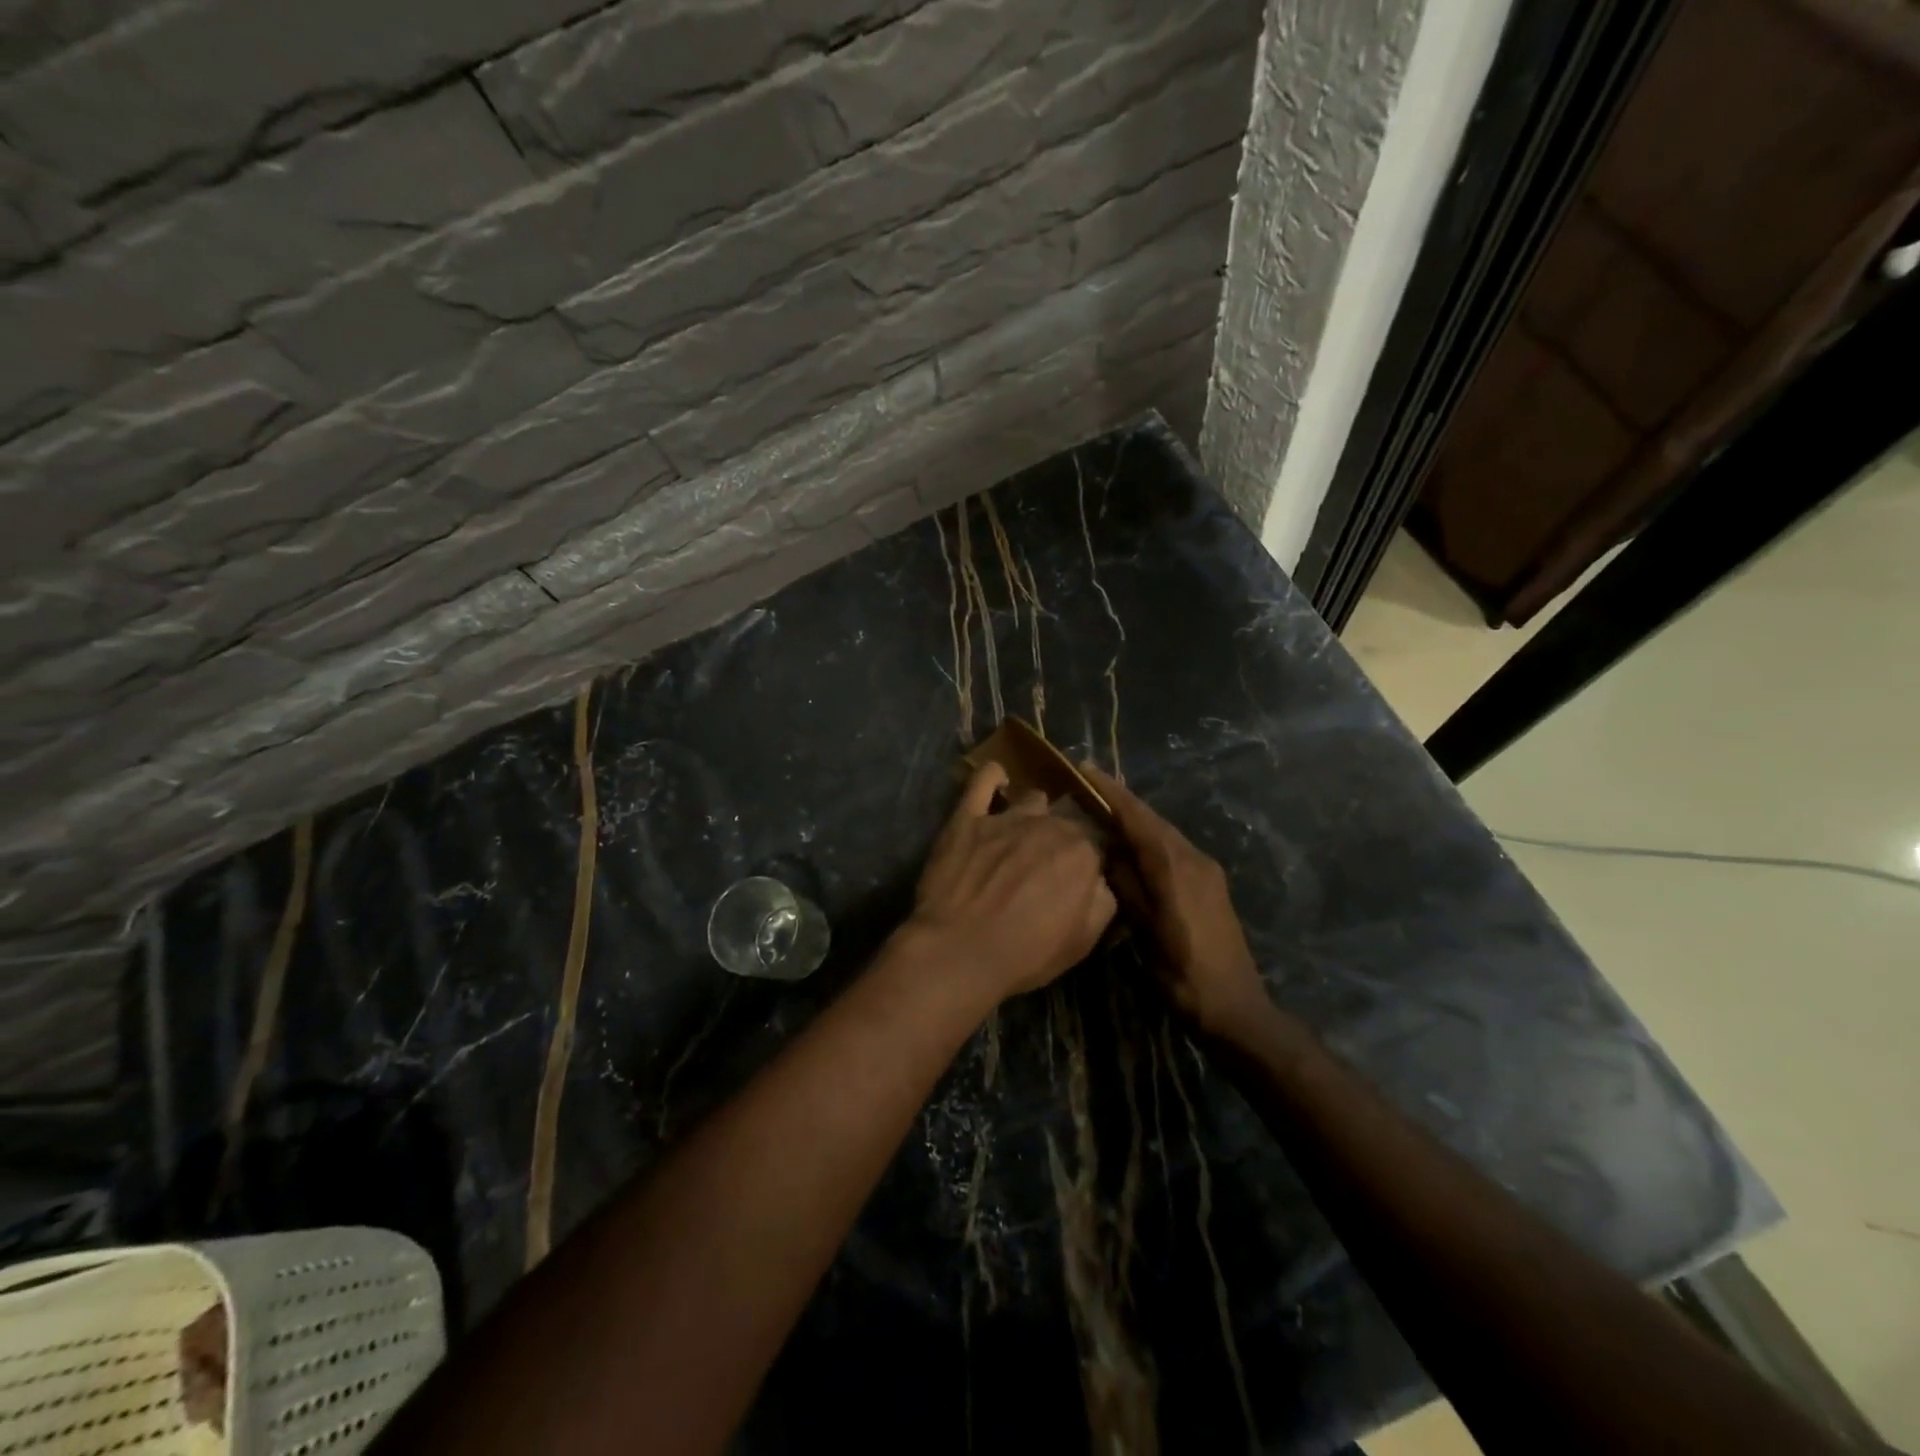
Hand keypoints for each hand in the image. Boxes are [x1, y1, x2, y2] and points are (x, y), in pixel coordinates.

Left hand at [905, 763, 1116, 1003]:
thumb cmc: (1025, 954)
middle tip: (1049, 866)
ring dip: (1033, 814)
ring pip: (1032, 799)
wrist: (957, 951)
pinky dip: (993, 776)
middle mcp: (1049, 825)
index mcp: (1083, 852)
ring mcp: (1006, 817)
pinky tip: (997, 781)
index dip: (1091, 861)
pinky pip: (983, 780)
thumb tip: (1102, 880)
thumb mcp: (1083, 941)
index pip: (1099, 843)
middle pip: (1066, 820)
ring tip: (1022, 834)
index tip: (1081, 879)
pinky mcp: (967, 817)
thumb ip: (1103, 901)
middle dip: (1063, 839)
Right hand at [1080, 764, 1269, 1037]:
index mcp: (1174, 866)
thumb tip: (1106, 851)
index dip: (1110, 792)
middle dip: (1120, 801)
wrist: (1236, 1008)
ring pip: (1163, 833)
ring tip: (1102, 811)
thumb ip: (1126, 885)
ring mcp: (1206, 870)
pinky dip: (1148, 838)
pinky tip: (1131, 846)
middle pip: (1152, 819)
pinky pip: (1173, 848)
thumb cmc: (1183, 973)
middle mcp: (1193, 858)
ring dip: (1134, 819)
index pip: (1137, 817)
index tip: (1084, 770)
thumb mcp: (1145, 931)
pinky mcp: (1210, 883)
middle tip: (1085, 788)